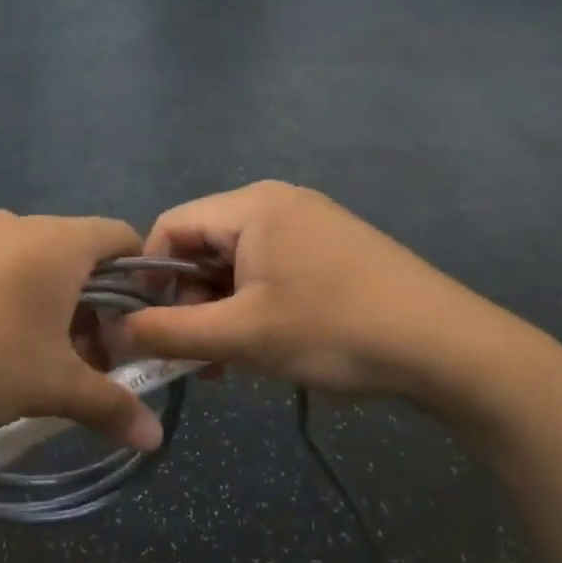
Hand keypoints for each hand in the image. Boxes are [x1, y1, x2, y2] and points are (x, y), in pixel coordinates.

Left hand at [0, 211, 163, 451]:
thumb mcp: (52, 386)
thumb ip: (110, 406)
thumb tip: (154, 438)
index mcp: (56, 241)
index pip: (119, 235)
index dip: (137, 274)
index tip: (133, 320)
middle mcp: (12, 224)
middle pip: (70, 252)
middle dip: (86, 301)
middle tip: (80, 354)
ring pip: (21, 260)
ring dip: (38, 300)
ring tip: (24, 354)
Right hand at [115, 181, 537, 408]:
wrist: (450, 348)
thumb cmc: (335, 331)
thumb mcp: (242, 336)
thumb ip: (168, 333)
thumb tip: (111, 336)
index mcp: (251, 205)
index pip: (170, 226)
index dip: (150, 278)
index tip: (151, 328)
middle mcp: (277, 201)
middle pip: (203, 244)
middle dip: (188, 301)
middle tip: (196, 355)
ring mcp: (309, 222)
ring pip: (236, 262)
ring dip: (220, 310)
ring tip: (228, 361)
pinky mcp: (331, 248)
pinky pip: (270, 269)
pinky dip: (254, 305)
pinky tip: (264, 345)